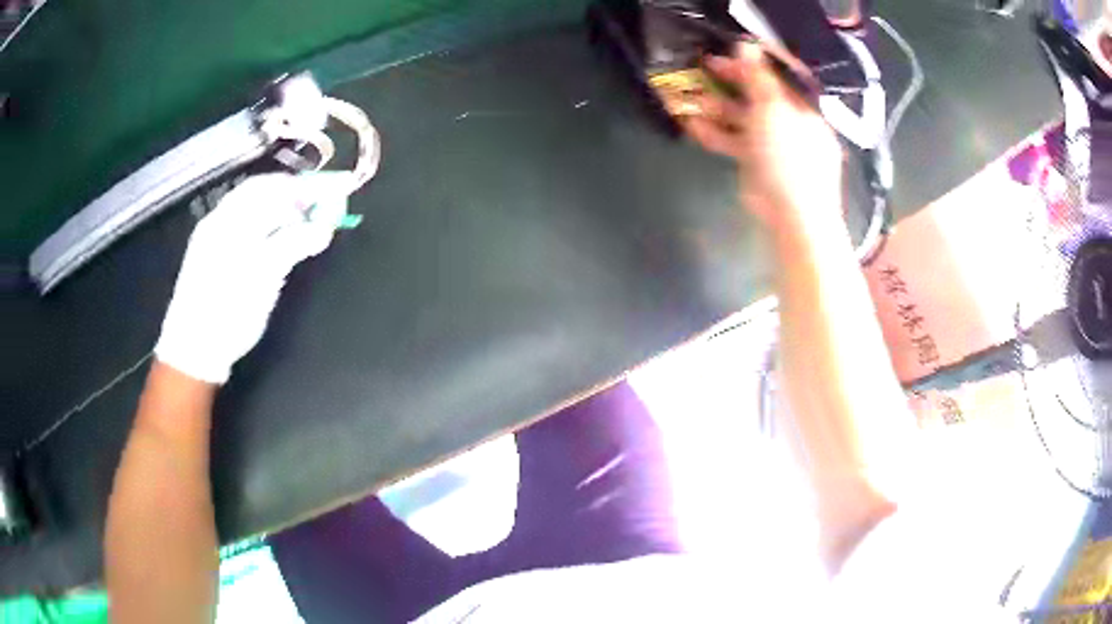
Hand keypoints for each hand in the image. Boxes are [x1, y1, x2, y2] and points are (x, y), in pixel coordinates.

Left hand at [155, 172, 353, 383]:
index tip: (333, 192)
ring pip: (252, 209)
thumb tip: (324, 227)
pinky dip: (265, 225)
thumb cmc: (229, 312)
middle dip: (293, 196)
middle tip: (319, 208)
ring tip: (302, 225)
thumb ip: (294, 244)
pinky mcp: (211, 254)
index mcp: (229, 219)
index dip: (304, 187)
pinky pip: (243, 226)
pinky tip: (275, 241)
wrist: (193, 349)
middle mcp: (220, 220)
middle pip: (261, 193)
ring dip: (280, 210)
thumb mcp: (265, 278)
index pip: (272, 186)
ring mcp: (212, 236)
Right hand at [684, 42, 842, 229]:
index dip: (752, 62)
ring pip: (743, 118)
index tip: (726, 52)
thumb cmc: (790, 158)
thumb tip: (746, 45)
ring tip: (690, 98)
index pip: (778, 76)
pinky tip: (692, 125)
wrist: (793, 217)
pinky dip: (715, 133)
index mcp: (804, 107)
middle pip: (758, 94)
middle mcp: (791, 121)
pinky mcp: (758, 164)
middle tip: (702, 68)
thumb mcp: (774, 110)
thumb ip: (758, 77)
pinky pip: (735, 141)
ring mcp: (774, 144)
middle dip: (730, 82)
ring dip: (716, 107)